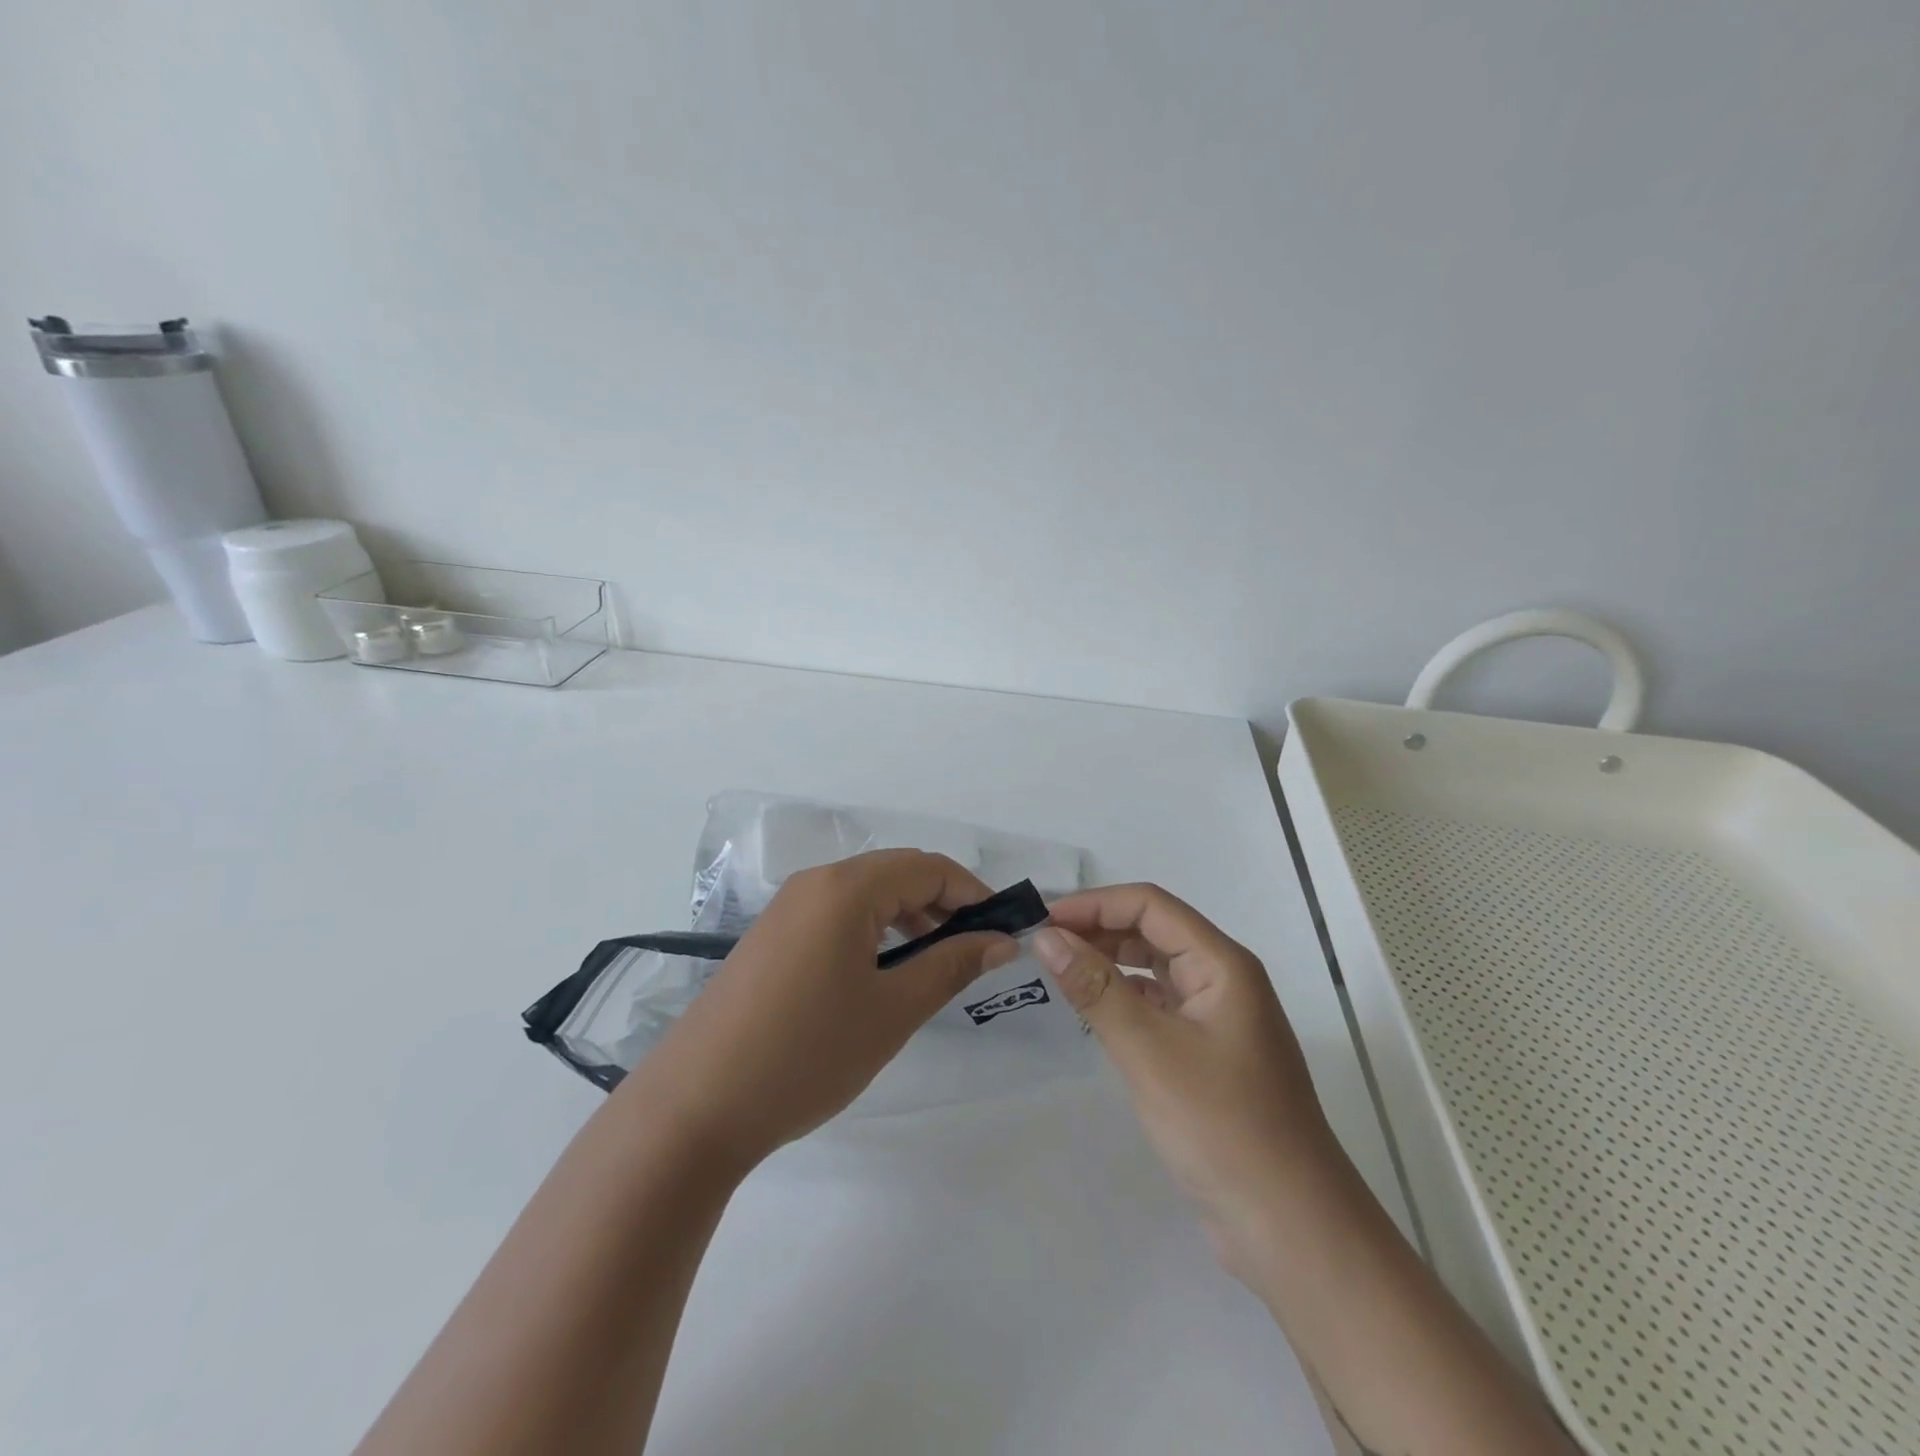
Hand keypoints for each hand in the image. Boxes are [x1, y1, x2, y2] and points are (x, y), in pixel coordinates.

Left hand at [630, 849, 1019, 1169]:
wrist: (695, 1107)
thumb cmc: (807, 1054)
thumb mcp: (893, 1011)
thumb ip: (952, 965)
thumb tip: (1001, 941)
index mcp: (846, 888)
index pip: (928, 868)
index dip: (973, 893)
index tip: (1003, 930)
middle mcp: (814, 883)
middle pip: (896, 873)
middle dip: (943, 903)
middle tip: (976, 950)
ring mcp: (786, 908)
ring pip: (866, 894)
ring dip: (909, 916)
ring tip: (936, 961)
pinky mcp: (771, 937)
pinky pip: (836, 914)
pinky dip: (873, 930)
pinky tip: (884, 971)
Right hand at [1032, 884, 1341, 1279]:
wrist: (1291, 1229)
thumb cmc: (1221, 1126)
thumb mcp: (1148, 1050)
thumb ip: (1095, 987)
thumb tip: (1047, 936)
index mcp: (1222, 964)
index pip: (1150, 905)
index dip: (1094, 904)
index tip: (1043, 922)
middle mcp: (1224, 980)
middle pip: (1154, 931)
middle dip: (1099, 929)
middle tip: (1043, 946)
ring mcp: (1220, 1019)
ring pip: (1157, 969)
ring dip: (1110, 962)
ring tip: (1060, 971)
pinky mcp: (1211, 1055)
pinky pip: (1161, 1006)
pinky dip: (1125, 998)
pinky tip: (1096, 1011)